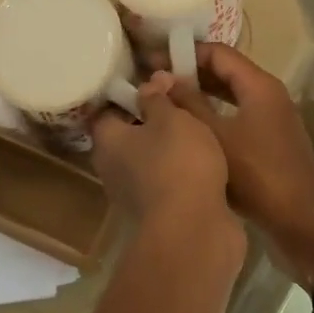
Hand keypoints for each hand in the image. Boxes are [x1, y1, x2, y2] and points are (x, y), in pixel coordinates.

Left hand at [90, 73, 231, 231]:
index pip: (107, 110)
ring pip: (151, 159)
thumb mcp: (172, 119)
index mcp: (107, 142)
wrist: (194, 232)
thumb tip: (150, 81)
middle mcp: (113, 168)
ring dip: (171, 147)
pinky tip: (206, 159)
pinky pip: (169, 181)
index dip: (128, 94)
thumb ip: (159, 98)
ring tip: (199, 126)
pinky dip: (183, 170)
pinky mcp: (160, 212)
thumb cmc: (178, 164)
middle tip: (181, 100)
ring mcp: (136, 194)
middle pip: (129, 135)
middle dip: (153, 119)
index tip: (154, 81)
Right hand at [162, 44, 313, 286]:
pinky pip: (236, 116)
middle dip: (189, 74)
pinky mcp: (270, 142)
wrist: (301, 222)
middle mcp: (269, 95)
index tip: (153, 60)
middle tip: (153, 81)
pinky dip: (212, 116)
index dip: (185, 52)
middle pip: (225, 72)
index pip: (218, 53)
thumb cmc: (257, 175)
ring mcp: (272, 119)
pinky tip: (188, 130)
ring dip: (199, 96)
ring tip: (164, 103)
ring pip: (230, 96)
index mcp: (260, 86)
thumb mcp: (215, 137)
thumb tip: (160, 78)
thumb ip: (188, 104)